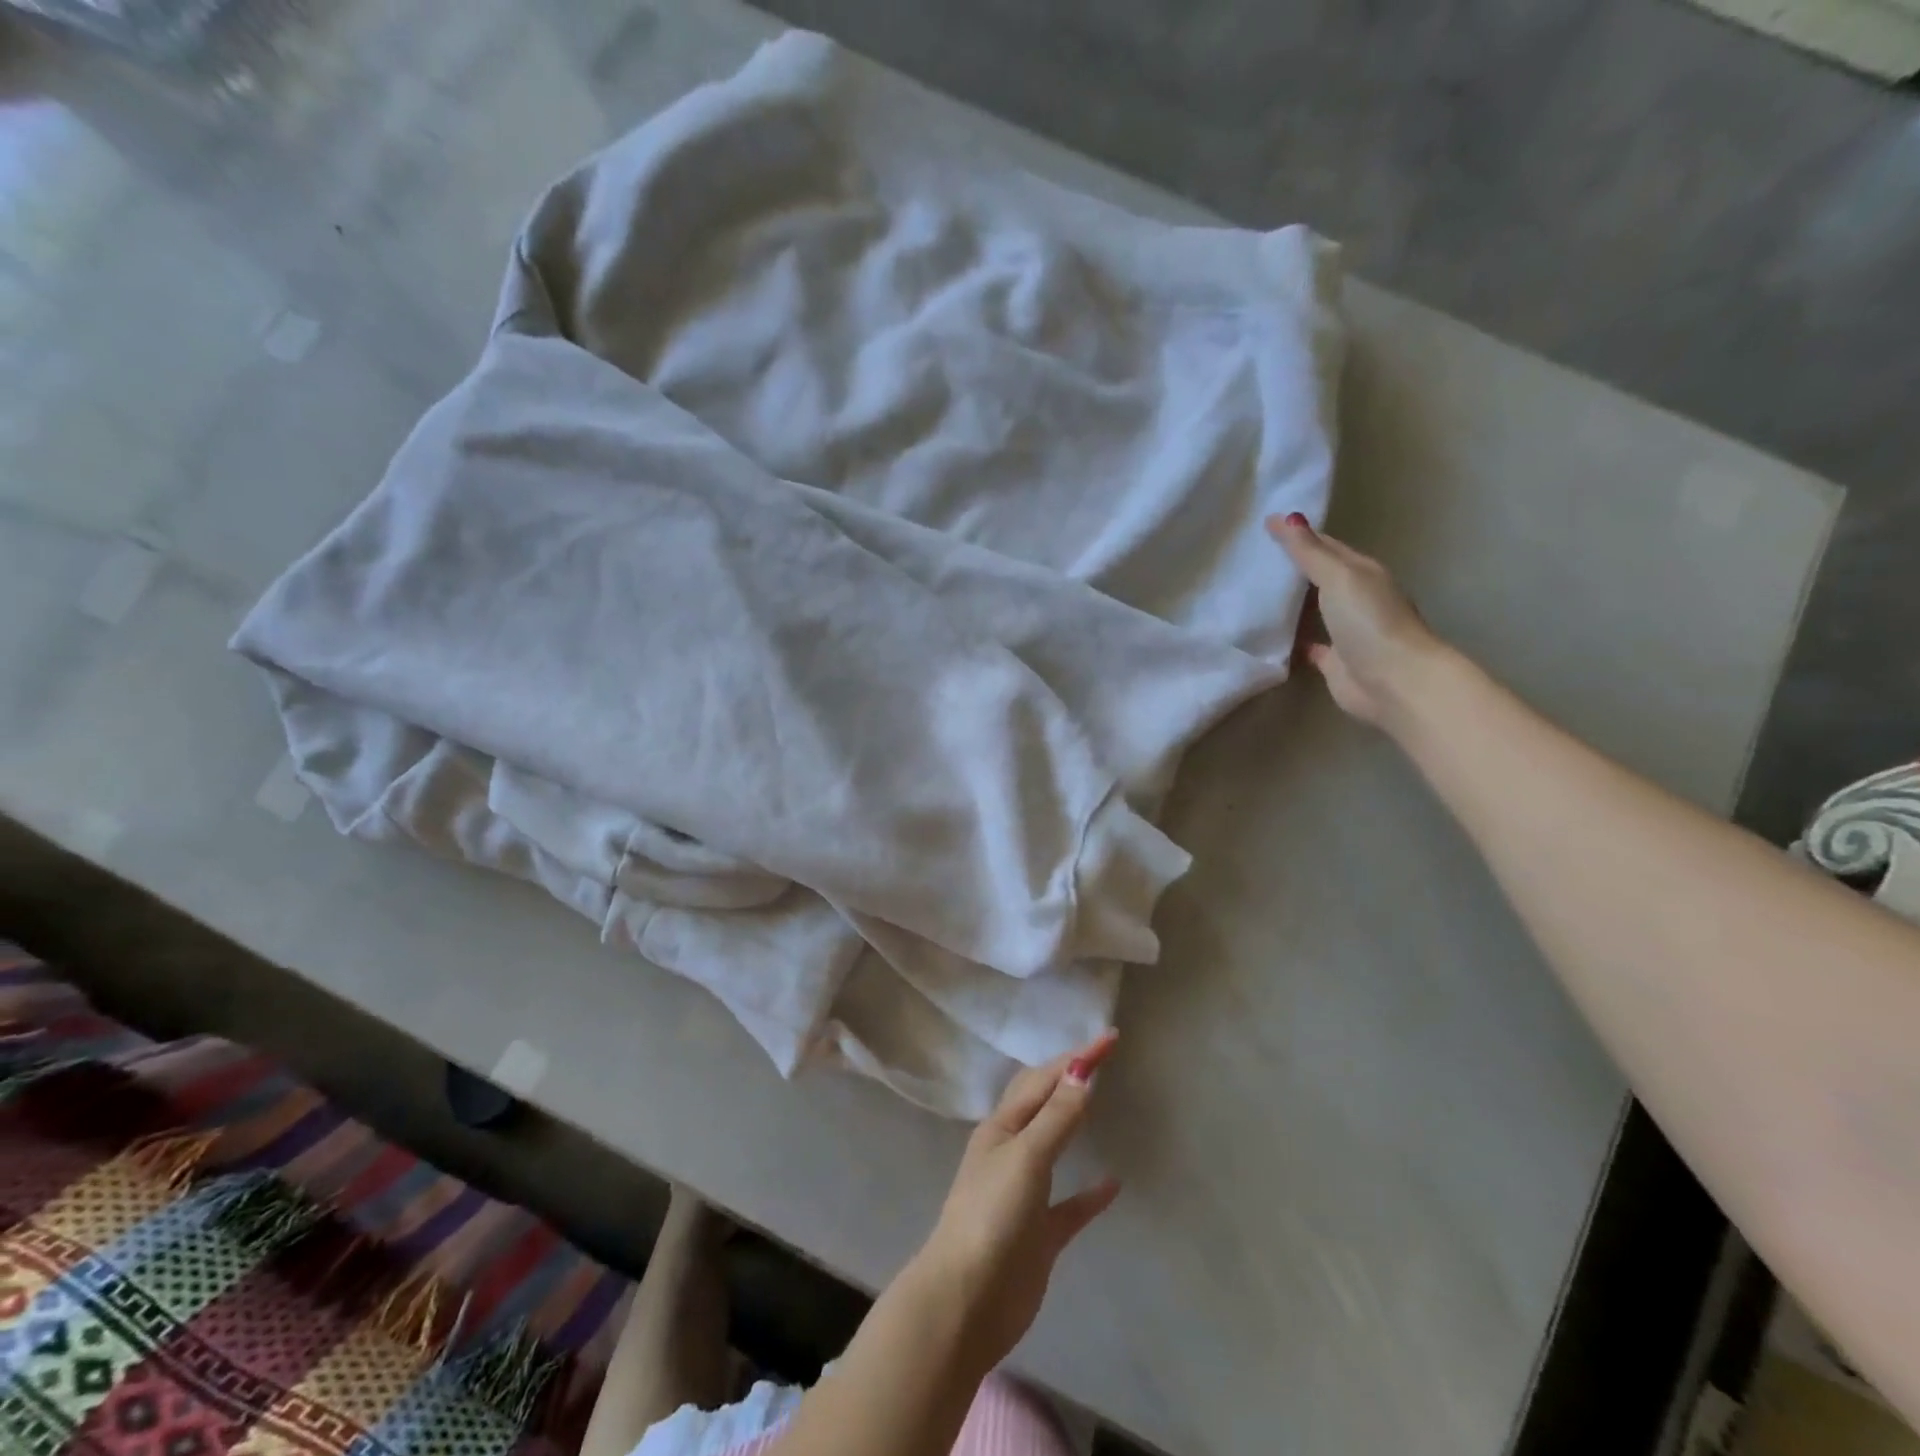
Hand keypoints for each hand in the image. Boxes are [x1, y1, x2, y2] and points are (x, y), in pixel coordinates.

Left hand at [911, 1032, 1121, 1373]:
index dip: (1076, 1058)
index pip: (1043, 1080)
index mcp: (1002, 1128)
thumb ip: (1056, 1117)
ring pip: (1053, 1145)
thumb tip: (1082, 1070)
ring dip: (1073, 1121)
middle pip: (1043, 1103)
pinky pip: (1070, 1205)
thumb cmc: (992, 1217)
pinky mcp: (1039, 1234)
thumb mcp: (1026, 1157)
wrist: (966, 1302)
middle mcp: (1011, 1151)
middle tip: (1102, 1056)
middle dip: (1070, 1077)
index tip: (1111, 1038)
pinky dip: (1090, 1192)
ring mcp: (1024, 1193)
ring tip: (1098, 1101)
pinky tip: (1113, 1184)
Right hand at [1266, 513, 1444, 728]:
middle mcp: (1355, 598)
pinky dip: (1291, 639)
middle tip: (1250, 558)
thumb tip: (1282, 518)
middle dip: (1290, 568)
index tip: (1263, 527)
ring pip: (1312, 610)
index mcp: (1361, 572)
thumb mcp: (1340, 577)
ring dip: (1288, 603)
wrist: (1394, 681)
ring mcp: (1345, 631)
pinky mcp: (1334, 661)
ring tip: (1251, 594)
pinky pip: (1307, 644)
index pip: (1325, 546)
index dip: (1298, 535)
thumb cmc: (1370, 621)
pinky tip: (1268, 636)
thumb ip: (1309, 551)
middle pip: (1318, 577)